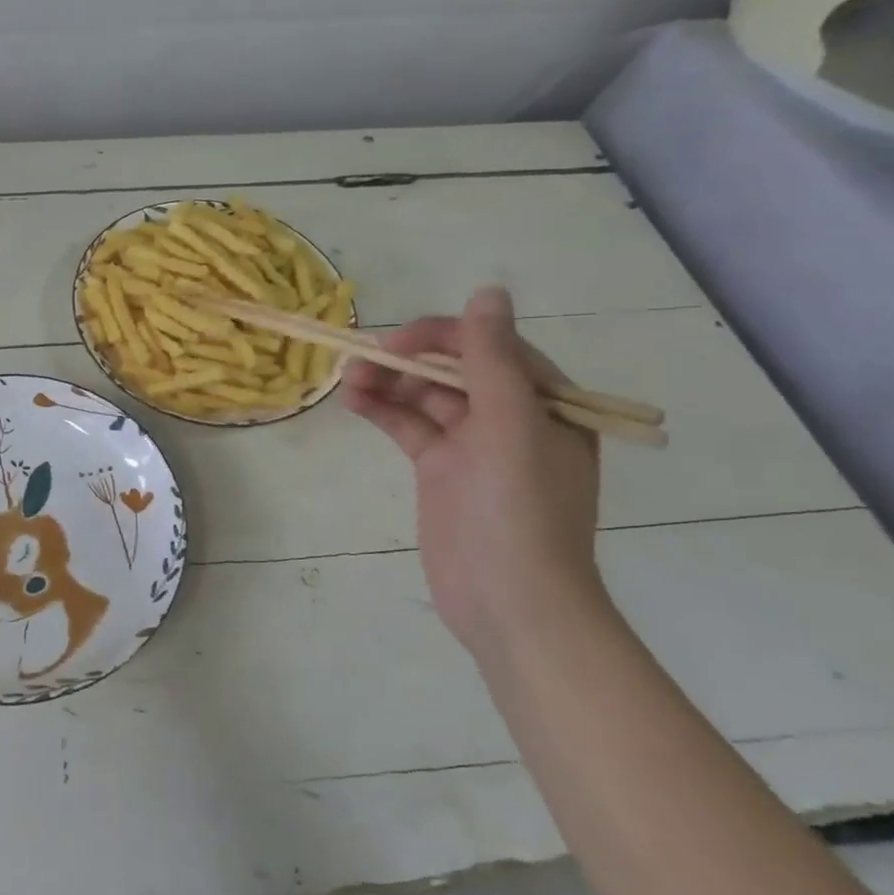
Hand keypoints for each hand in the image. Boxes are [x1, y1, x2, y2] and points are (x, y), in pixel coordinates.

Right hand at [343, 287, 606, 653]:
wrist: (508, 603)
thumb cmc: (519, 511)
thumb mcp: (510, 426)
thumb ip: (493, 359)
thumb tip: (488, 291)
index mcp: (544, 402)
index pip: (490, 347)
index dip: (444, 336)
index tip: (399, 343)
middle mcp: (510, 417)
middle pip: (453, 369)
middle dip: (409, 360)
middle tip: (363, 358)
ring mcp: (472, 445)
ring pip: (425, 396)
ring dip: (389, 383)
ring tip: (349, 378)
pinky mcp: (440, 470)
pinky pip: (409, 427)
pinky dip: (383, 411)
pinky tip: (354, 401)